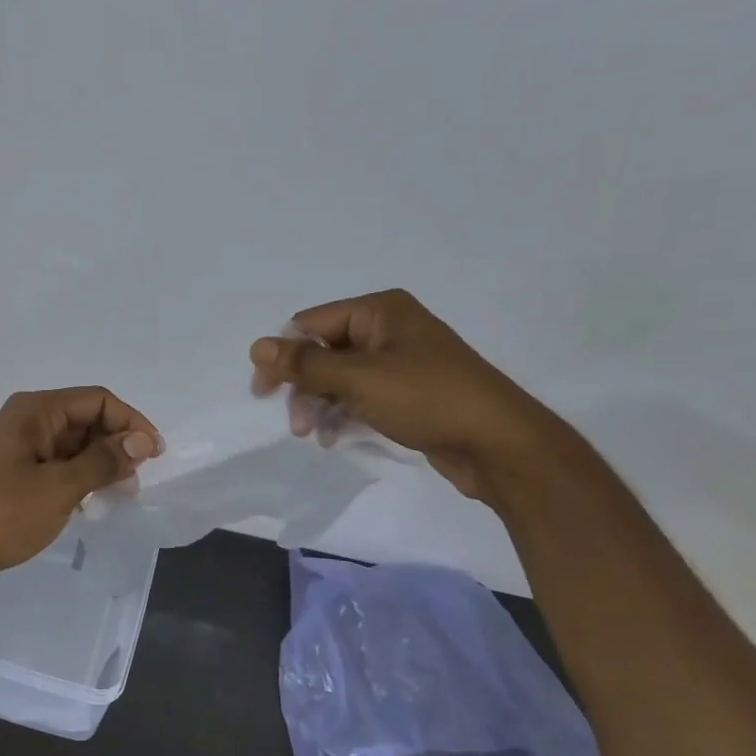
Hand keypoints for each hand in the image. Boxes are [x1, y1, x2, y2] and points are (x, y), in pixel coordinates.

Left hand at [0, 387, 160, 590]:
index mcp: (34, 410)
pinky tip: (90, 503)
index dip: (131, 422)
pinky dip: (77, 478)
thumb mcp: (59, 487)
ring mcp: (16, 447)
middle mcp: (25, 420)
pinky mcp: (11, 474)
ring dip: (99, 464)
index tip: (155, 456)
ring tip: (118, 495)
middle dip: (115, 444)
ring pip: (72, 444)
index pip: (97, 400)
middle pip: (84, 419)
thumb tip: (142, 441)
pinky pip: (55, 465)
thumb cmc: (2, 515)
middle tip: (136, 482)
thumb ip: (103, 461)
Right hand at [250, 289, 567, 507]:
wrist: (498, 444)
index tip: (263, 392)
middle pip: (324, 351)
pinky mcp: (408, 393)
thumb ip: (305, 364)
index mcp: (379, 312)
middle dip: (304, 386)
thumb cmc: (427, 399)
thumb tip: (257, 346)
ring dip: (320, 404)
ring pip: (340, 378)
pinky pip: (361, 396)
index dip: (283, 356)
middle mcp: (388, 329)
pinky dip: (343, 413)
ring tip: (314, 435)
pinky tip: (334, 437)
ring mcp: (400, 362)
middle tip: (296, 424)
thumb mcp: (359, 379)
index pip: (311, 324)